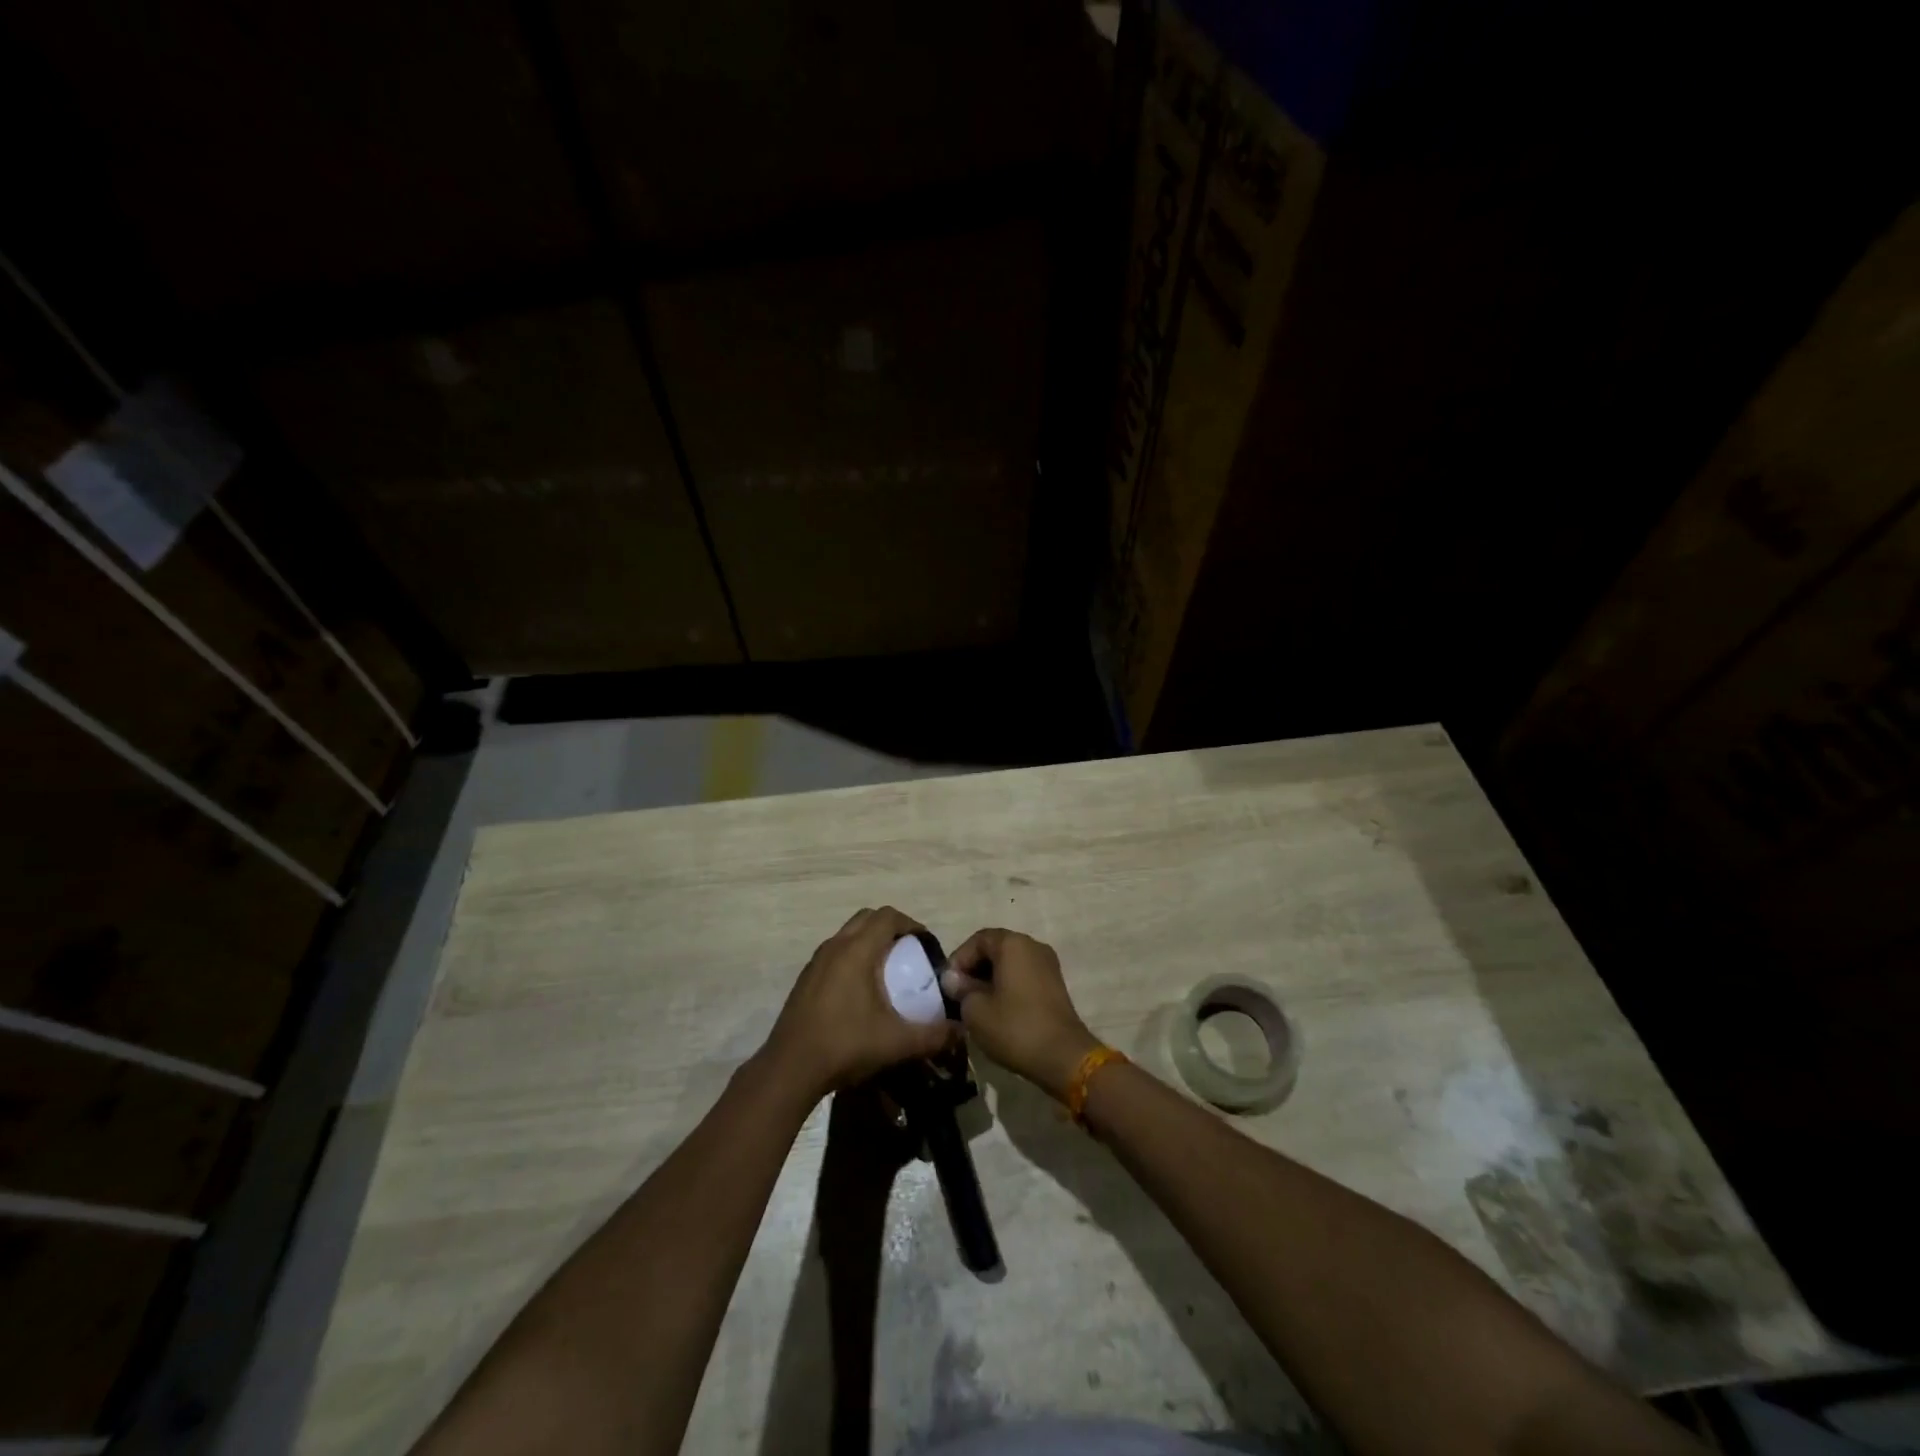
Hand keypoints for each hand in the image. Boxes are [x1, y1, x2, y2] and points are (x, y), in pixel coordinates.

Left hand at [766, 907, 960, 1099]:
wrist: (789, 1069)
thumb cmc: (845, 1046)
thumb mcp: (897, 1043)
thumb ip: (934, 1035)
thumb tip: (963, 1031)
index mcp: (856, 951)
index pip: (888, 916)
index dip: (911, 924)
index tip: (926, 945)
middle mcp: (835, 947)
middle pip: (867, 918)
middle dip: (891, 928)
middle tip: (909, 953)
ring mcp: (816, 961)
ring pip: (848, 933)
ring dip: (870, 941)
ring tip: (887, 970)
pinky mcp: (806, 978)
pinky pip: (835, 952)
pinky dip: (852, 956)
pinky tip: (861, 990)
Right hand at [940, 928, 1098, 1100]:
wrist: (1063, 1056)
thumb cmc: (1014, 1027)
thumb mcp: (976, 1010)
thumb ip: (961, 989)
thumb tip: (953, 980)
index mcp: (1013, 944)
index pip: (978, 940)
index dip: (959, 959)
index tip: (948, 984)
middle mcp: (1033, 946)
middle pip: (996, 949)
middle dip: (974, 969)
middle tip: (958, 993)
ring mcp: (1048, 965)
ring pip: (1010, 963)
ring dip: (990, 979)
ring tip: (975, 1004)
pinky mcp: (1055, 985)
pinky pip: (1024, 976)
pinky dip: (1007, 986)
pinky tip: (997, 1010)